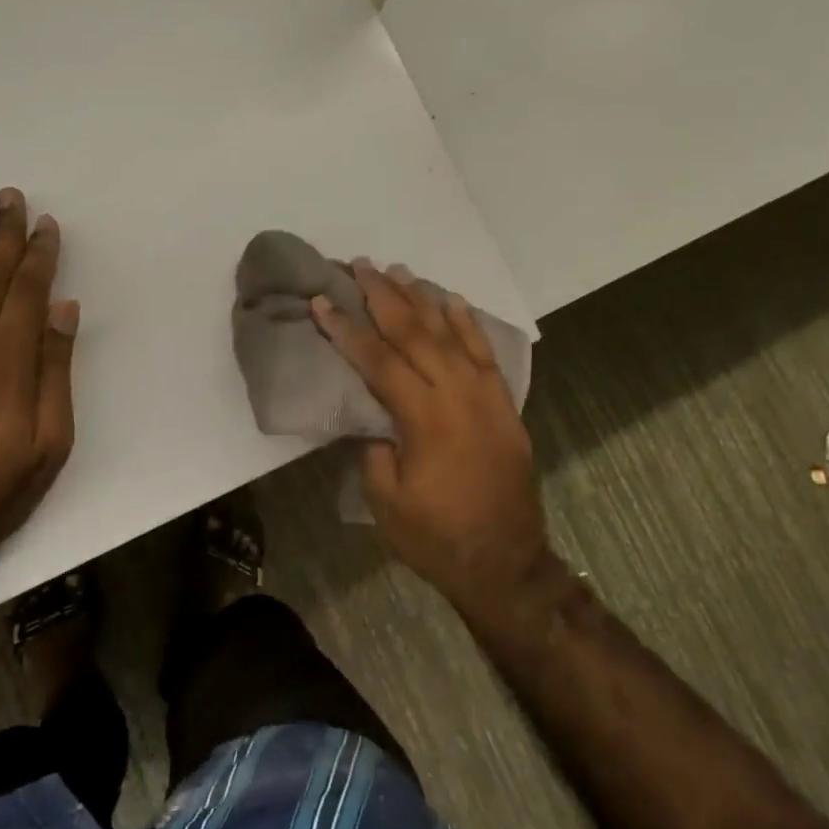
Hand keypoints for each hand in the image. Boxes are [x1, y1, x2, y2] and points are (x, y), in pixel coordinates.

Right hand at [311, 260, 548, 612]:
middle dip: (383, 296)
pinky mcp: (503, 405)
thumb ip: (373, 447)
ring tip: (399, 271)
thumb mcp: (384, 499)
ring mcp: (486, 396)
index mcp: (423, 418)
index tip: (322, 301)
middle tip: (361, 265)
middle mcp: (457, 395)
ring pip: (450, 334)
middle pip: (415, 333)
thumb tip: (372, 415)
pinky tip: (452, 300)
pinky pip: (485, 352)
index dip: (347, 328)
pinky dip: (468, 323)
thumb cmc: (435, 537)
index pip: (378, 360)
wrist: (505, 562)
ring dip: (422, 299)